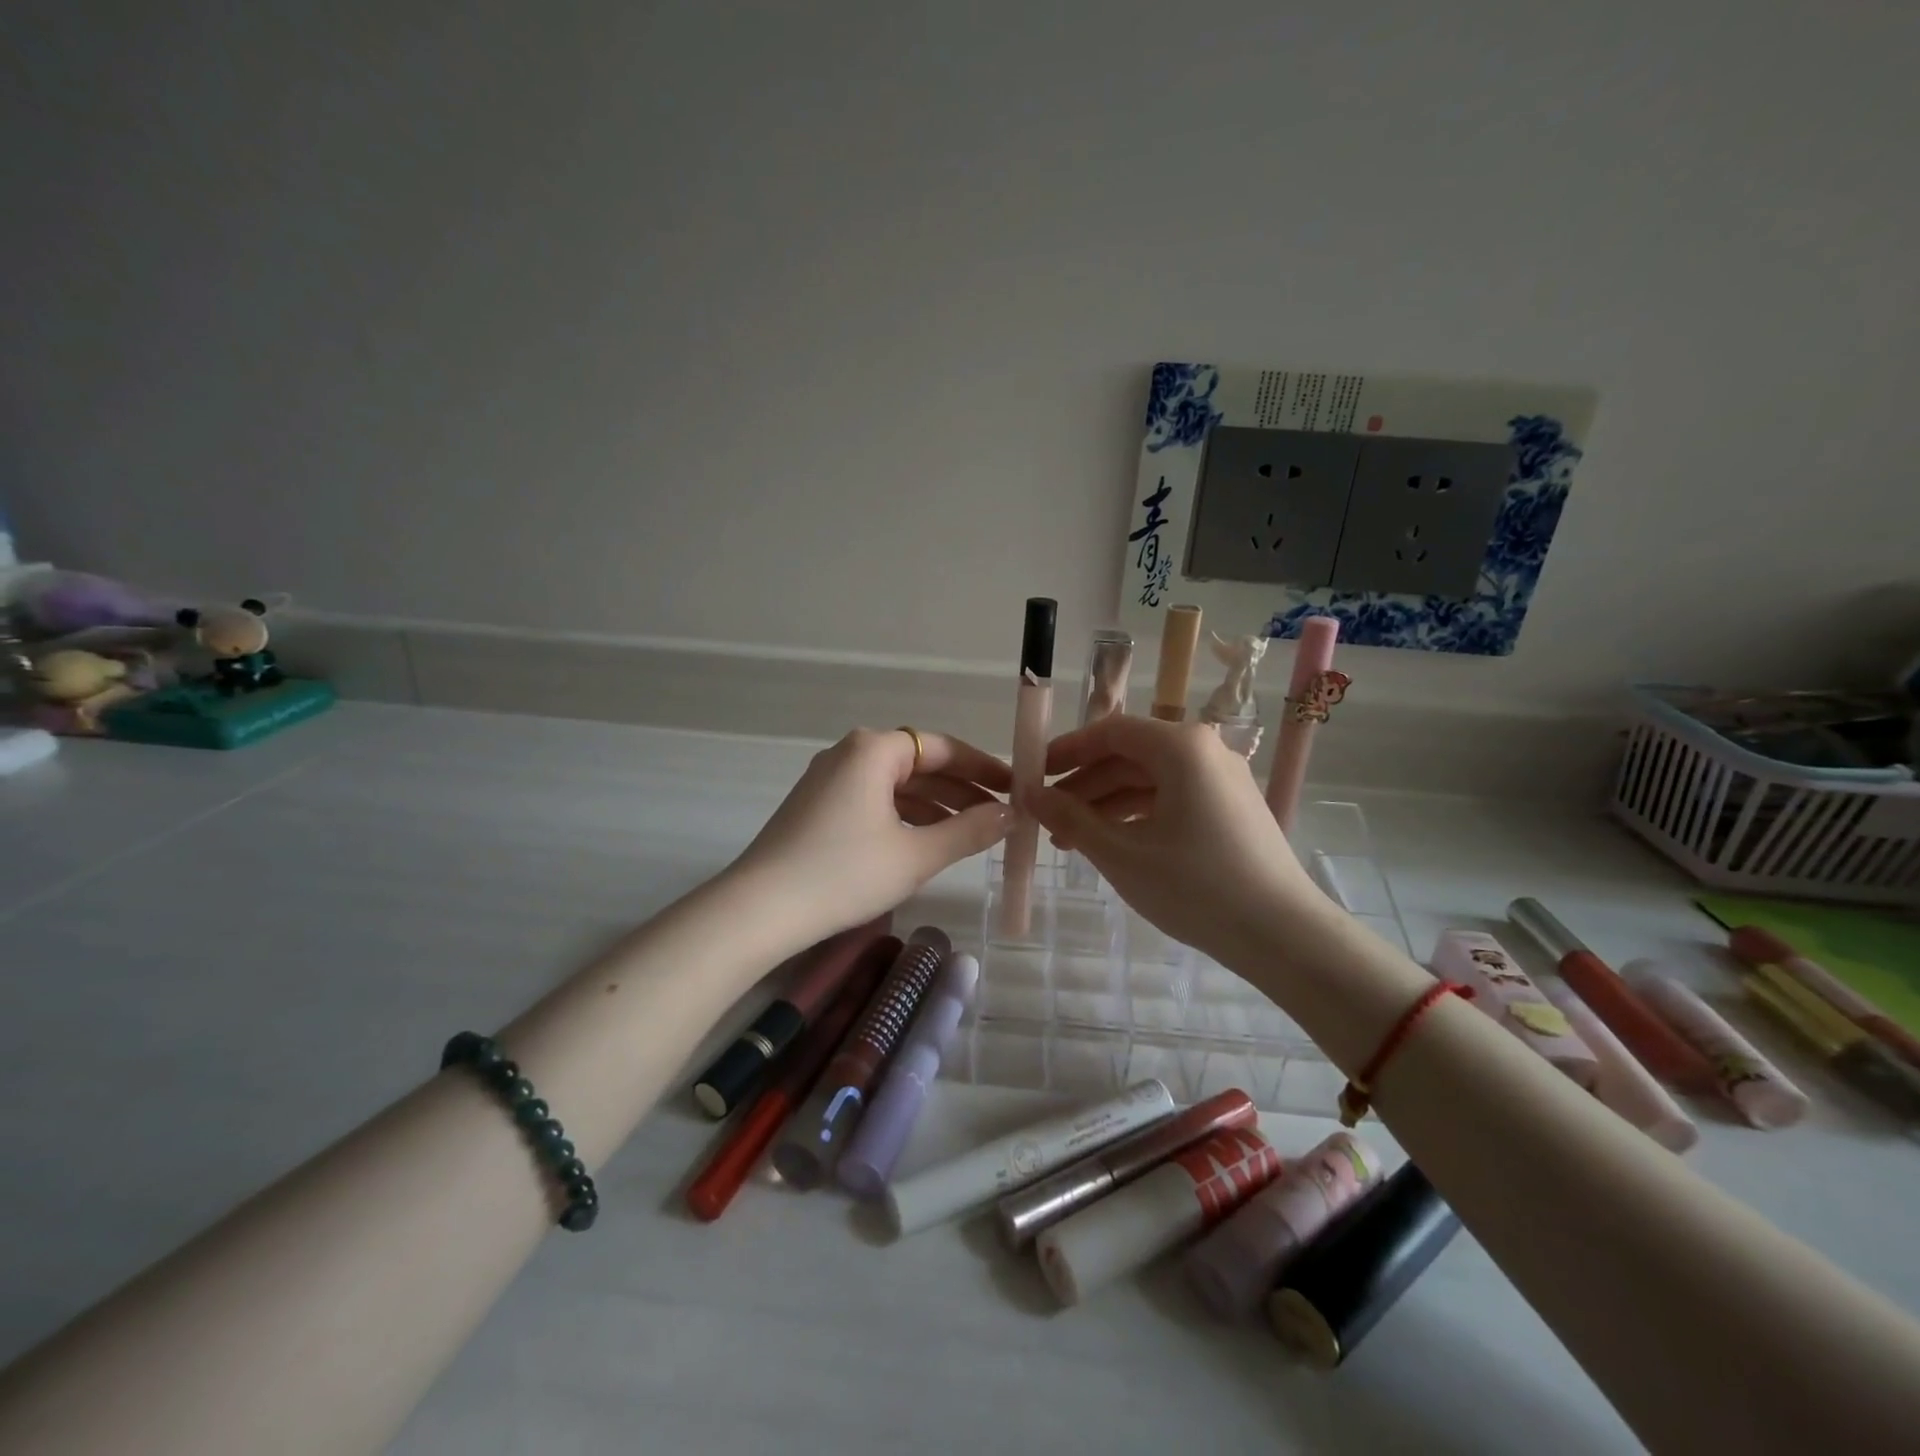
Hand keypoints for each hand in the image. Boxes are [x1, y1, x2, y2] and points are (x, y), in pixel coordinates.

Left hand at [732, 727, 1013, 940]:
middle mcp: (850, 753)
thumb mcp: (916, 856)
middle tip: (1000, 814)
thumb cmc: (844, 874)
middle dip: (961, 790)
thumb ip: (968, 831)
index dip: (983, 768)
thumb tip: (1010, 815)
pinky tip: (926, 841)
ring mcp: (829, 779)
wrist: (760, 909)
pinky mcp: (817, 806)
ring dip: (934, 806)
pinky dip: (904, 817)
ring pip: (896, 785)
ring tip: (972, 832)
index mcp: (874, 750)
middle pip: (919, 764)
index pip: (943, 748)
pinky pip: (874, 800)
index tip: (1015, 788)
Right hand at [1026, 716, 1317, 964]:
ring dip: (1107, 805)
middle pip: (1130, 755)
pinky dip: (1138, 816)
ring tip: (1071, 841)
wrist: (1283, 936)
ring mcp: (1222, 780)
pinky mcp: (1231, 808)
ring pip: (1150, 780)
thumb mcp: (1121, 853)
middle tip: (1047, 818)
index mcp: (1180, 747)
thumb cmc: (1195, 887)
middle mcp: (1205, 751)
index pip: (1110, 731)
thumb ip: (1070, 818)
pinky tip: (1113, 844)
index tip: (1033, 775)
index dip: (1066, 751)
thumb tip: (1030, 794)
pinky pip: (1173, 798)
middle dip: (1084, 786)